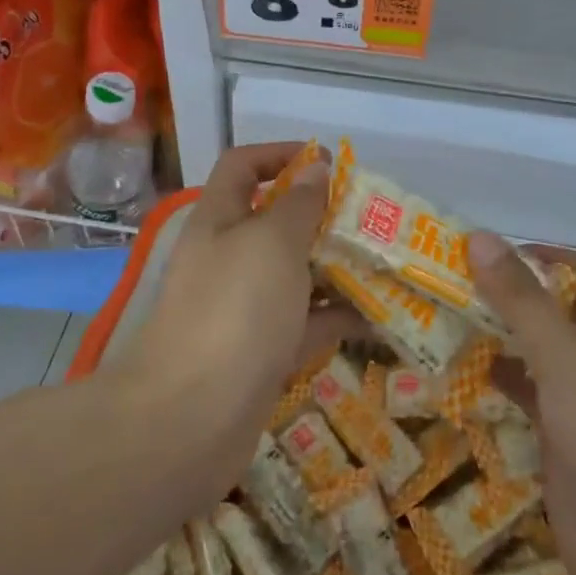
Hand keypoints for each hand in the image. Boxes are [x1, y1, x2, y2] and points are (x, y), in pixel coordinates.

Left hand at [114, 143, 353, 491]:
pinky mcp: (261, 352)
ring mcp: (243, 308)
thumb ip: (299, 203)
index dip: (279, 154)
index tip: (326, 162)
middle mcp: (228, 258)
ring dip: (335, 266)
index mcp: (219, 220)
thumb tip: (315, 167)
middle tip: (370, 217)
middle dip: (321, 214)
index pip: (242, 166)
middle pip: (274, 220)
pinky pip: (305, 323)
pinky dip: (337, 317)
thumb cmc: (234, 310)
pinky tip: (379, 316)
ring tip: (385, 261)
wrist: (189, 420)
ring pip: (294, 273)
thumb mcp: (272, 242)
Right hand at [470, 234, 575, 574]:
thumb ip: (521, 298)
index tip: (479, 252)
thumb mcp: (565, 354)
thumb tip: (479, 238)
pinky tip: (456, 369)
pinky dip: (494, 379)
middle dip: (504, 296)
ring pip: (533, 352)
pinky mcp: (559, 437)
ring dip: (495, 335)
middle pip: (550, 309)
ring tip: (441, 317)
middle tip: (447, 282)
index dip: (533, 256)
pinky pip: (523, 393)